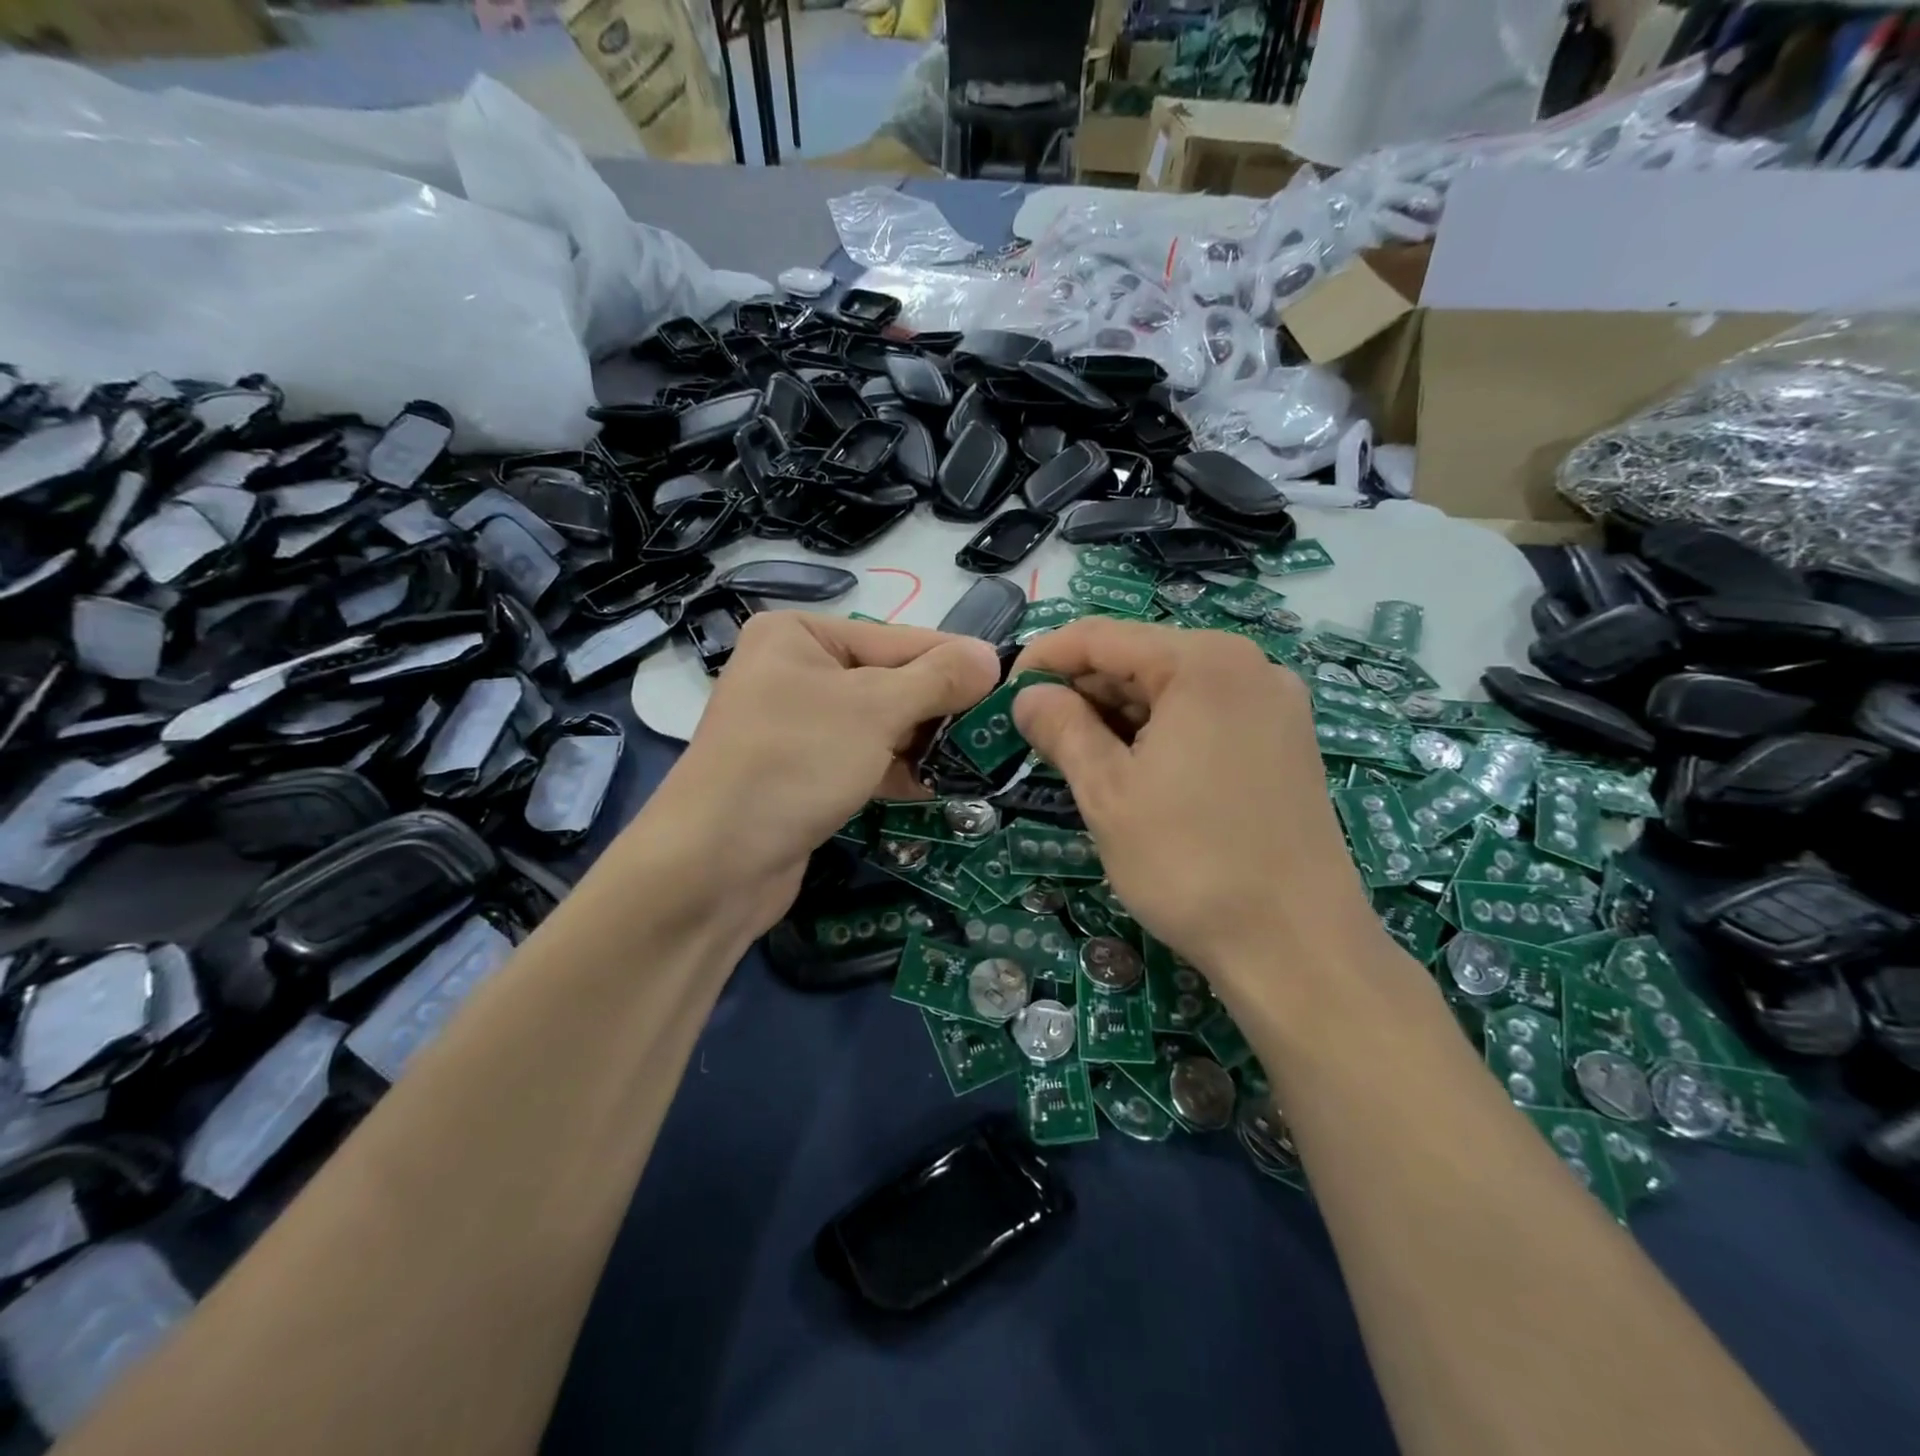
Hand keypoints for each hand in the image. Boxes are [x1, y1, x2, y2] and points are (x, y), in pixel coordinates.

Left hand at [635, 612, 1000, 936]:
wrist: (714, 865)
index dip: (953, 662)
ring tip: (976, 760)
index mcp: (799, 635)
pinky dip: (896, 771)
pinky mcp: (801, 773)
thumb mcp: (874, 710)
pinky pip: (861, 759)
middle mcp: (795, 671)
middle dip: (939, 709)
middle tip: (996, 730)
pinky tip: (937, 786)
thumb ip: (936, 680)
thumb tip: (990, 657)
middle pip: (889, 682)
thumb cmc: (794, 763)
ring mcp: (796, 726)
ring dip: (923, 743)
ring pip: (878, 725)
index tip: (1008, 682)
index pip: (897, 639)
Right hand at [1012, 617, 1377, 999]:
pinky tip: (1134, 772)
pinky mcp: (1285, 743)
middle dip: (1083, 692)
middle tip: (1037, 738)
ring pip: (1172, 690)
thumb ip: (1061, 728)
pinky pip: (1205, 717)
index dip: (1044, 660)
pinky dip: (1159, 734)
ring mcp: (1274, 705)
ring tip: (1079, 761)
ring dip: (1118, 716)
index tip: (1005, 696)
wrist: (1297, 947)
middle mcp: (1248, 667)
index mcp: (1204, 662)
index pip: (1101, 636)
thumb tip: (1026, 695)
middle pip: (1141, 658)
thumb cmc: (1190, 862)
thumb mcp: (1108, 792)